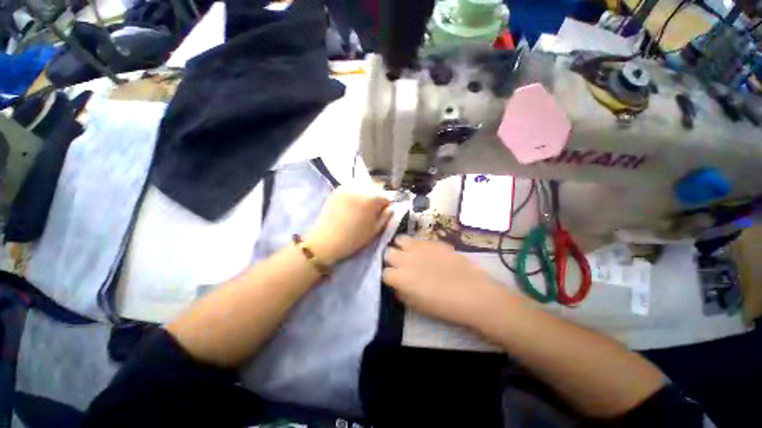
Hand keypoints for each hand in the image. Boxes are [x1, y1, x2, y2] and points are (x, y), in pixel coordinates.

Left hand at [305, 185, 392, 263]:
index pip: (385, 198)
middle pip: (374, 192)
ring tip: (357, 210)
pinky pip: (351, 189)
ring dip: (364, 197)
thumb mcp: (375, 230)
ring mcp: (346, 187)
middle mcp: (360, 188)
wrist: (326, 240)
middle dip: (374, 201)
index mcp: (371, 198)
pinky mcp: (336, 190)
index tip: (379, 217)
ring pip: (362, 189)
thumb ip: (386, 217)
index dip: (384, 208)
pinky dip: (353, 195)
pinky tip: (349, 207)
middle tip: (368, 214)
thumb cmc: (354, 238)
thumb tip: (391, 208)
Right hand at [383, 236, 512, 328]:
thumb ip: (401, 292)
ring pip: (400, 239)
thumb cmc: (443, 305)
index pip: (384, 272)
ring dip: (402, 247)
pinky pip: (418, 239)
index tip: (395, 279)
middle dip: (392, 259)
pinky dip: (418, 245)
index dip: (389, 277)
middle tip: (401, 265)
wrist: (471, 293)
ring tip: (410, 254)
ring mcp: (419, 247)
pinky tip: (427, 253)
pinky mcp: (432, 241)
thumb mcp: (416, 305)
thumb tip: (397, 284)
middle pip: (388, 252)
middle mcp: (405, 258)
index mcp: (400, 277)